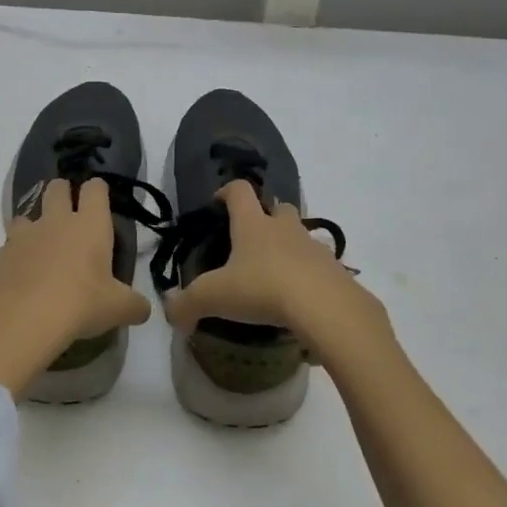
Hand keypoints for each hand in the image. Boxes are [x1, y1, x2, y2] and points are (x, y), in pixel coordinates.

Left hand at [0, 178, 151, 396]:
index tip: (99, 197)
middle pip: (56, 189)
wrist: (22, 320)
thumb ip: (134, 305)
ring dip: (32, 228)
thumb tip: (142, 310)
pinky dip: (11, 262)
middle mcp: (54, 222)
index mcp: (89, 226)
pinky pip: (4, 252)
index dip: (98, 190)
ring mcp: (21, 237)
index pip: (95, 189)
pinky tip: (17, 282)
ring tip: (39, 251)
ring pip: (24, 217)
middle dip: (62, 193)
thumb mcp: (118, 309)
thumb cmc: (80, 305)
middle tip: (69, 213)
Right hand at [163, 181, 385, 363]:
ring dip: (288, 246)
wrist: (324, 307)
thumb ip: (186, 304)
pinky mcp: (335, 270)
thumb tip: (172, 314)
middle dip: (266, 216)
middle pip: (278, 207)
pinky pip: (318, 265)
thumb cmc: (263, 289)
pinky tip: (298, 297)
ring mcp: (314, 247)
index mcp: (253, 224)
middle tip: (251, 240)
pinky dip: (307, 274)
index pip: (239, 191)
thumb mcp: (214, 297)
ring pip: (300, 235)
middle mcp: (285, 228)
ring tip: (274, 273)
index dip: (226, 191)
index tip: (217, 202)